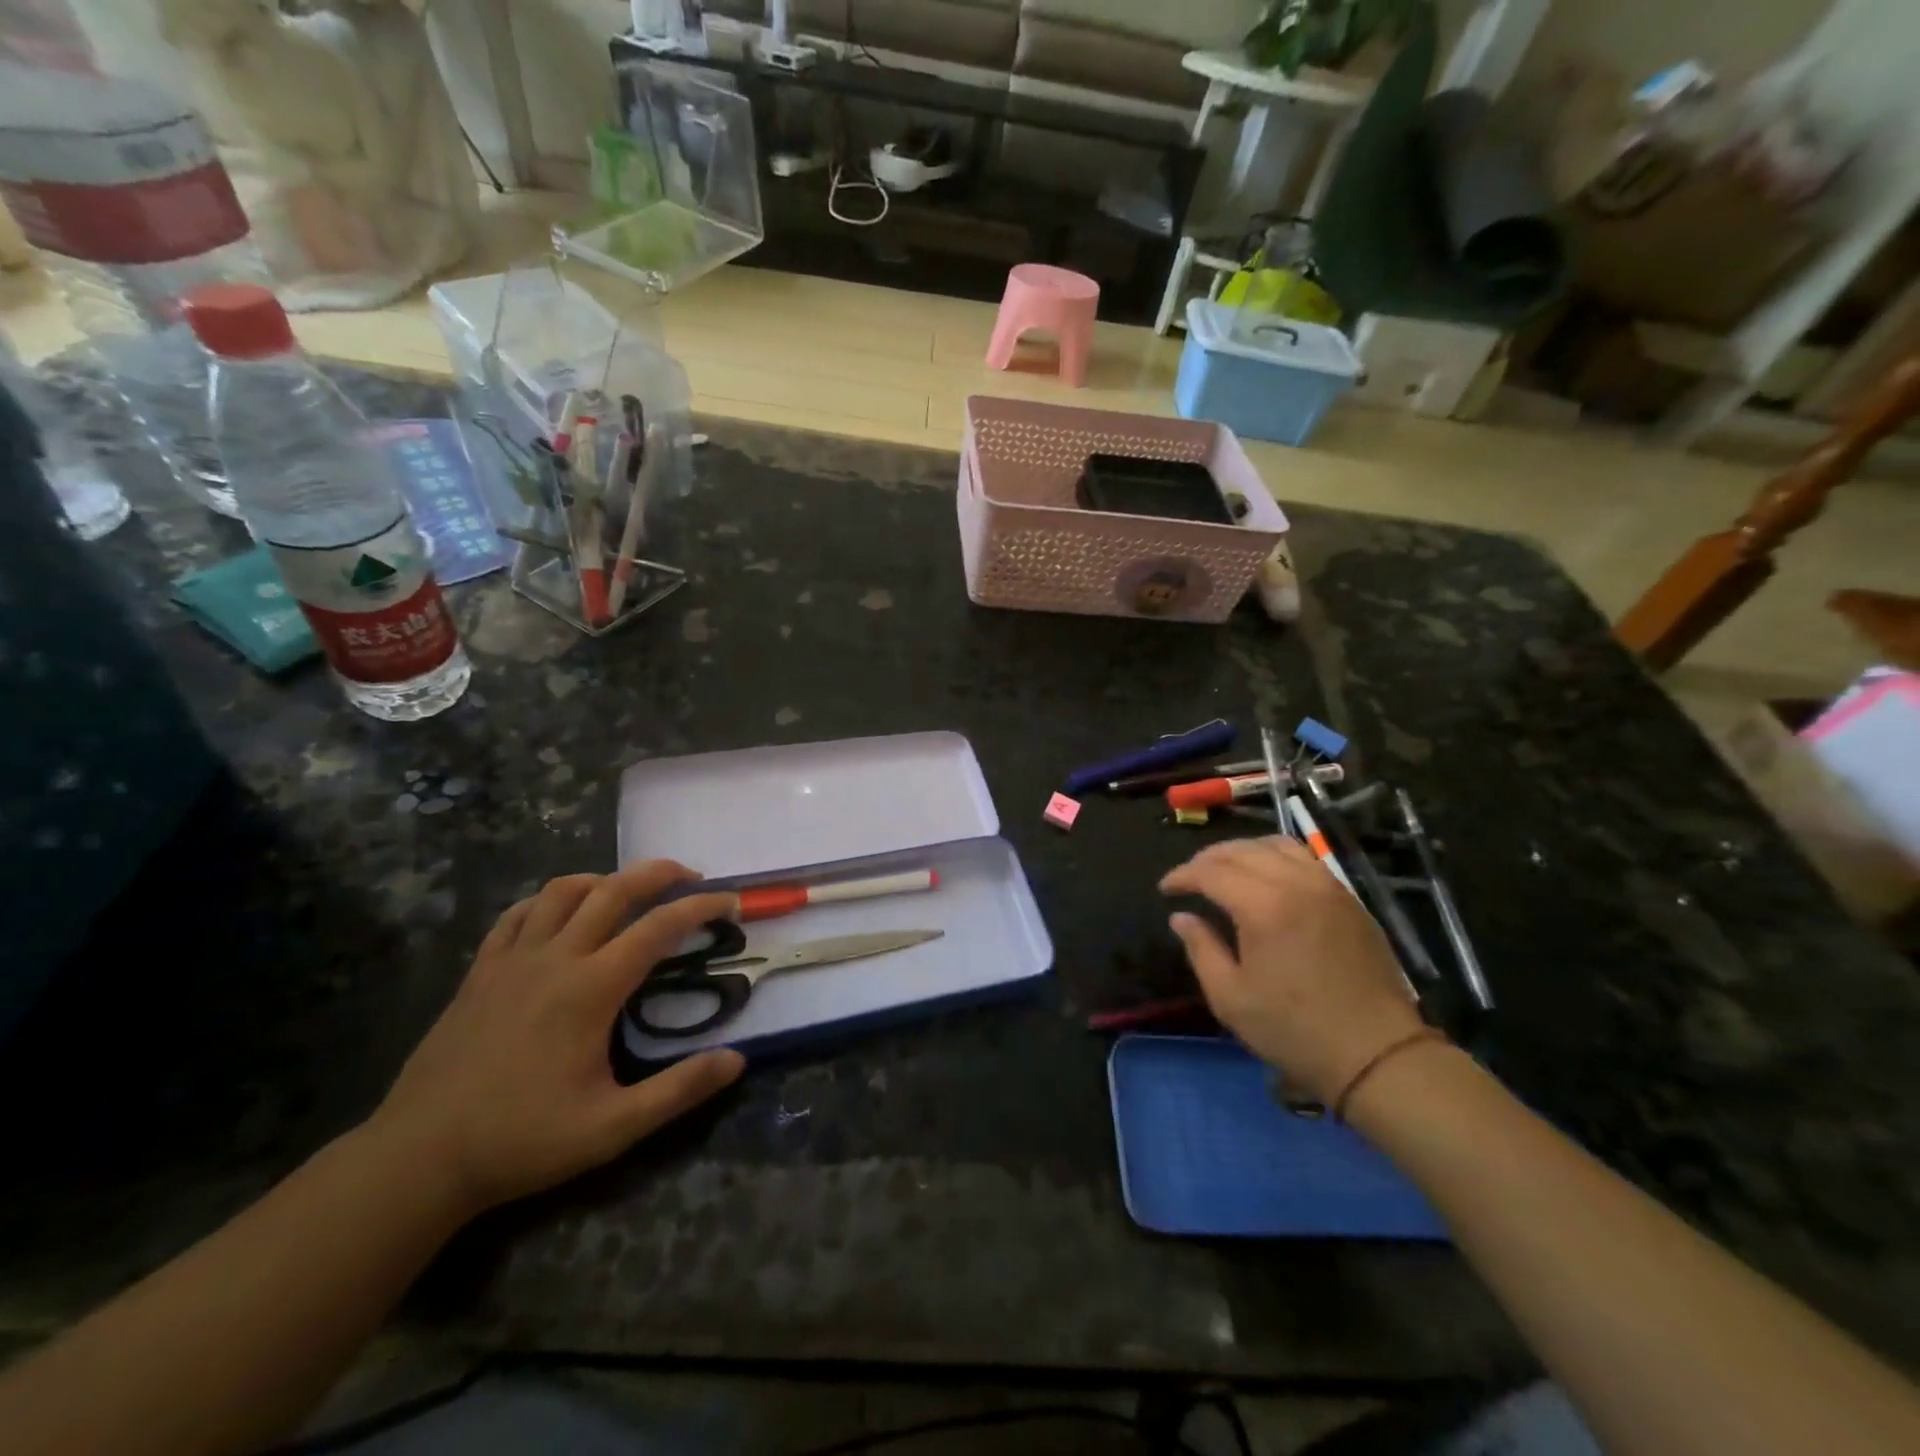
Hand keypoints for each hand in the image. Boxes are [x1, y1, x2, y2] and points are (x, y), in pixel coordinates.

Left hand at [367, 862, 745, 1215]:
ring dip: (605, 880)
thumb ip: (679, 1090)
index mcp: (592, 988)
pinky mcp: (480, 972)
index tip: (730, 902)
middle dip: (659, 873)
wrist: (418, 1159)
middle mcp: (556, 959)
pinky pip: (517, 915)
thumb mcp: (613, 1128)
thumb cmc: (522, 1140)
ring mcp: (512, 960)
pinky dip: (547, 901)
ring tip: (629, 891)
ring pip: (563, 891)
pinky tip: (560, 914)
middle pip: (614, 890)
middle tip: (691, 876)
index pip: (659, 927)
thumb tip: (738, 1061)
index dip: (701, 907)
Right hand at [1160, 837, 1424, 1103]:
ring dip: (1242, 850)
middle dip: (1207, 859)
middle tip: (1189, 878)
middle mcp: (1296, 883)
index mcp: (1263, 907)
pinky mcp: (1348, 898)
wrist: (1377, 1053)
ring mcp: (1327, 886)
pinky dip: (1275, 855)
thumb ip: (1201, 949)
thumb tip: (1181, 917)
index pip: (1211, 872)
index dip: (1182, 876)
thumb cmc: (1294, 1030)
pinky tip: (1265, 875)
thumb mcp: (1230, 998)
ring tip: (1224, 869)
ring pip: (1276, 844)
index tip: (1166, 889)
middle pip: (1241, 850)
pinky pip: (1304, 858)